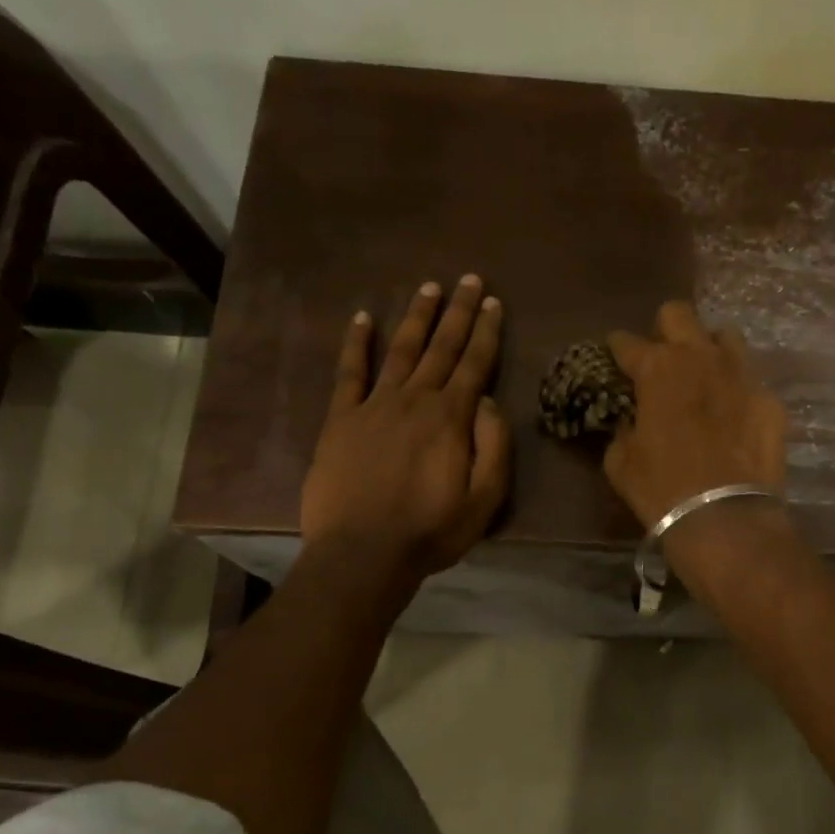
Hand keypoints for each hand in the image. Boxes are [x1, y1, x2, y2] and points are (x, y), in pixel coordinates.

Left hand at [300, 275, 511, 584]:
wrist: (362, 554)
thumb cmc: (430, 531)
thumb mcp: (484, 500)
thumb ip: (493, 446)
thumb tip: (486, 400)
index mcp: (451, 418)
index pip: (474, 364)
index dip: (486, 332)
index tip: (493, 302)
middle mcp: (414, 400)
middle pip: (440, 347)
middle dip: (457, 312)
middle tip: (468, 279)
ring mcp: (373, 406)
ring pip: (400, 351)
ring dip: (416, 318)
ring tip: (429, 288)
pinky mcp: (340, 420)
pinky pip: (349, 373)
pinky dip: (356, 344)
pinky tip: (362, 318)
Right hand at [604, 301, 787, 528]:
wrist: (724, 518)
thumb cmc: (661, 489)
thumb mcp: (621, 462)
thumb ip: (623, 429)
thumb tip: (631, 422)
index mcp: (657, 368)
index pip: (626, 342)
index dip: (617, 350)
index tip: (616, 359)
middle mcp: (700, 357)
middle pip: (678, 314)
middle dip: (664, 330)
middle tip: (661, 360)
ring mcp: (740, 374)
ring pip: (723, 336)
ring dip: (708, 351)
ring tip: (703, 378)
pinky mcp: (768, 399)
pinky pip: (749, 379)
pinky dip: (735, 390)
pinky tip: (731, 415)